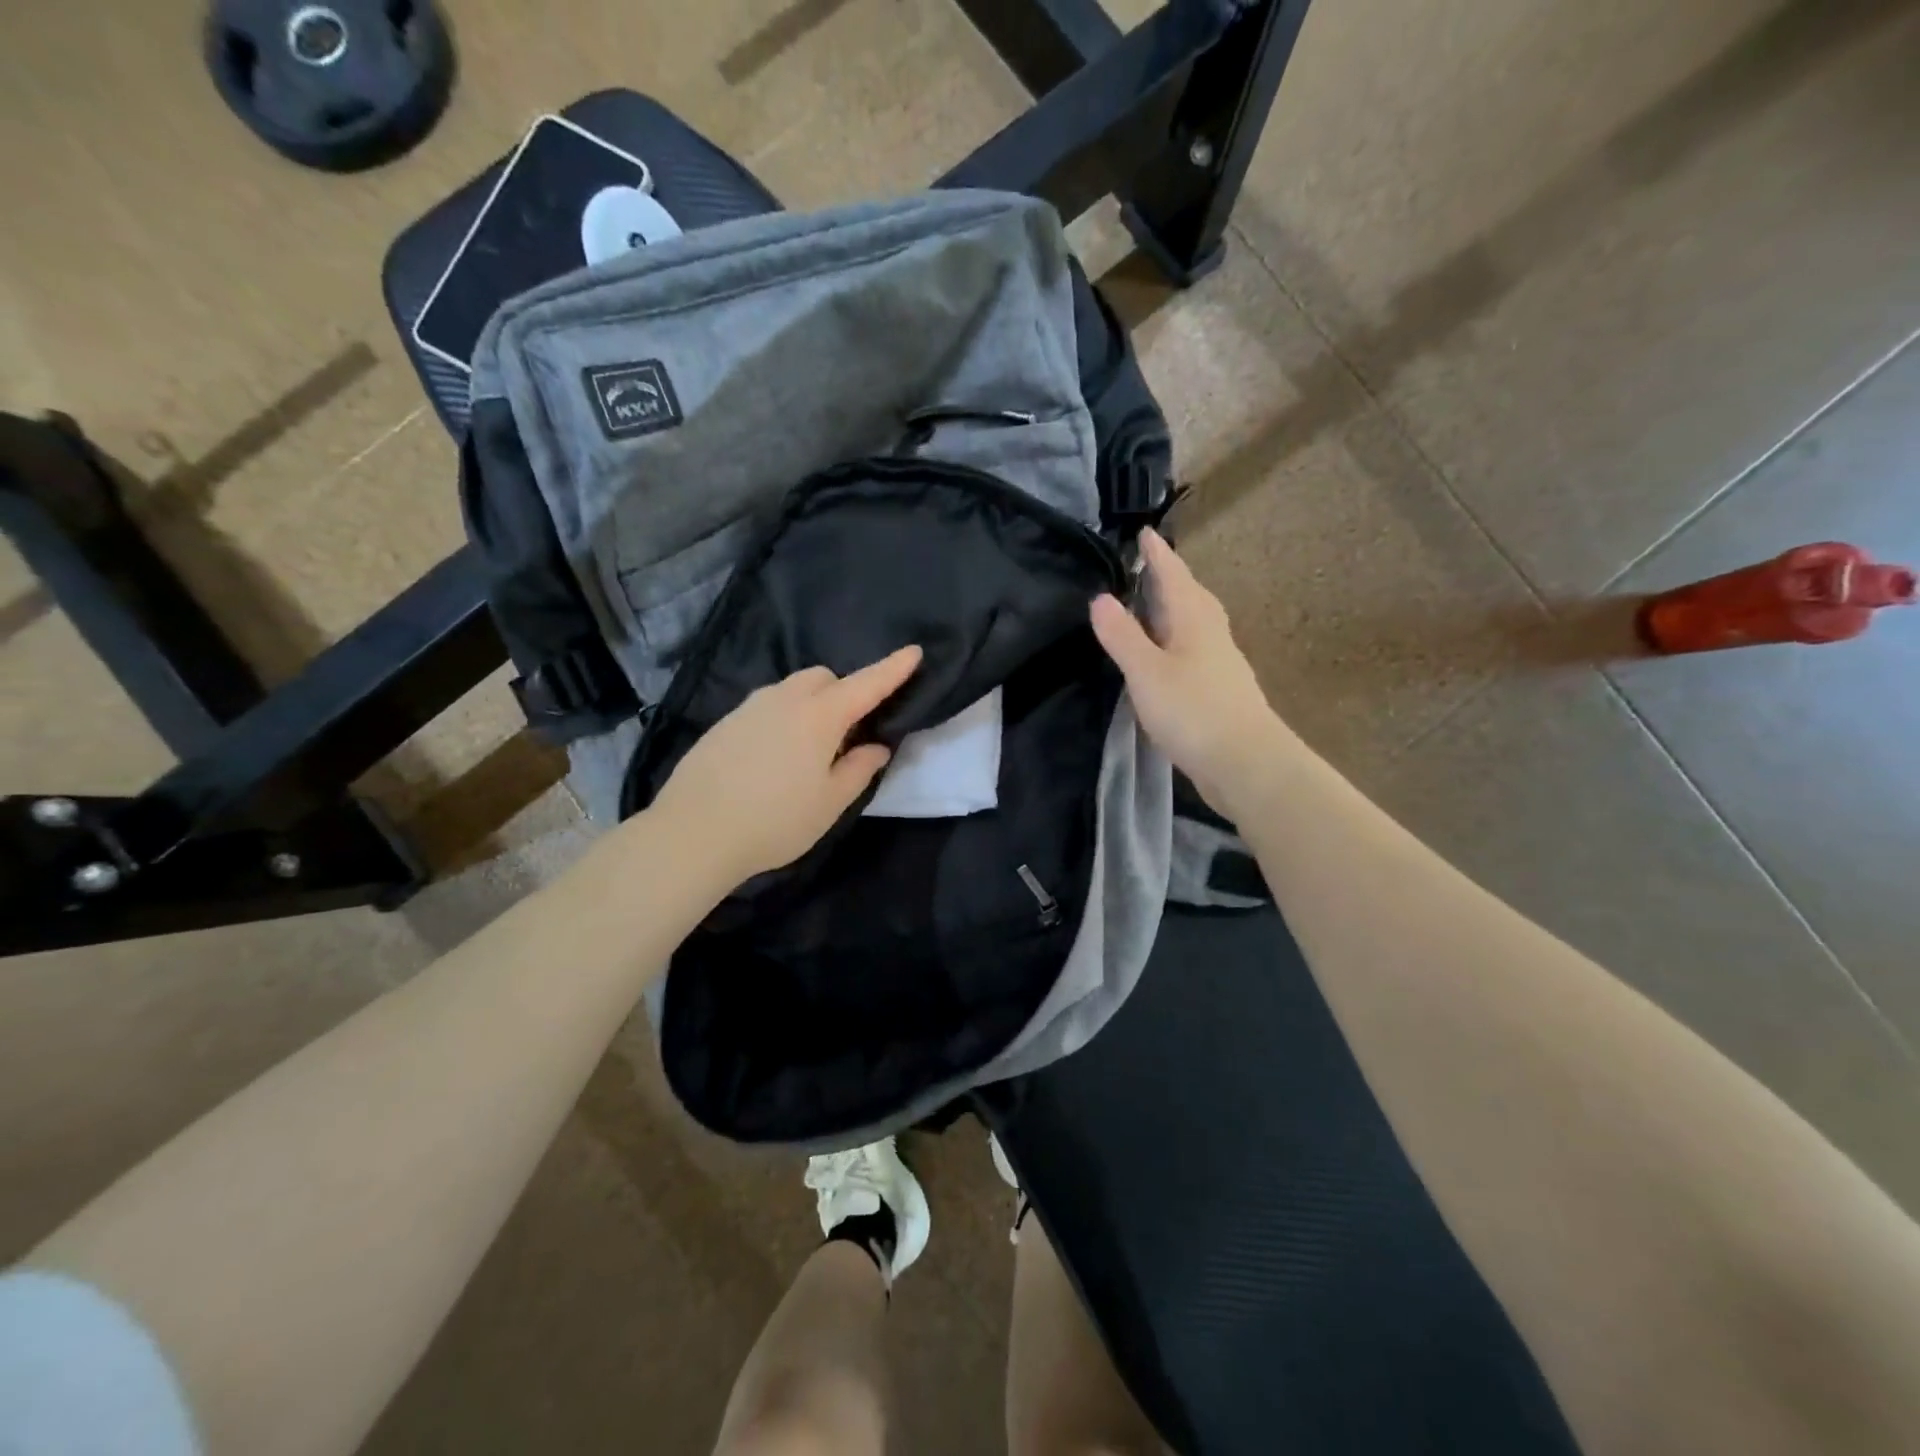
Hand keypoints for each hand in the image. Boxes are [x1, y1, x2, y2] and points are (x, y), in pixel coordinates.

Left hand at [652, 645, 923, 889]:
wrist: (693, 833)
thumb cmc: (775, 821)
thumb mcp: (829, 803)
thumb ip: (858, 770)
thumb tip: (875, 747)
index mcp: (819, 716)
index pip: (866, 684)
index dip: (893, 669)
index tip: (914, 651)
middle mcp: (784, 700)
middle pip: (823, 677)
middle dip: (844, 691)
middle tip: (848, 731)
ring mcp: (748, 708)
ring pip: (790, 689)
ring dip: (811, 703)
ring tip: (809, 748)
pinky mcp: (723, 723)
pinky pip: (765, 706)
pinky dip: (782, 717)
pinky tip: (773, 757)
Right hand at [1091, 529, 1286, 812]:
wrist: (1246, 763)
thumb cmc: (1194, 711)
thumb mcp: (1146, 672)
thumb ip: (1122, 635)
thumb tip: (1100, 597)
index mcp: (1194, 619)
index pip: (1174, 575)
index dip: (1158, 554)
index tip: (1145, 532)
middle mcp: (1211, 633)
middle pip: (1191, 595)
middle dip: (1170, 578)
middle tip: (1148, 566)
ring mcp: (1220, 662)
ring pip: (1195, 623)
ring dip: (1175, 609)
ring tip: (1153, 607)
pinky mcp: (1219, 689)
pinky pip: (1195, 648)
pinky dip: (1177, 640)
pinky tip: (1168, 655)